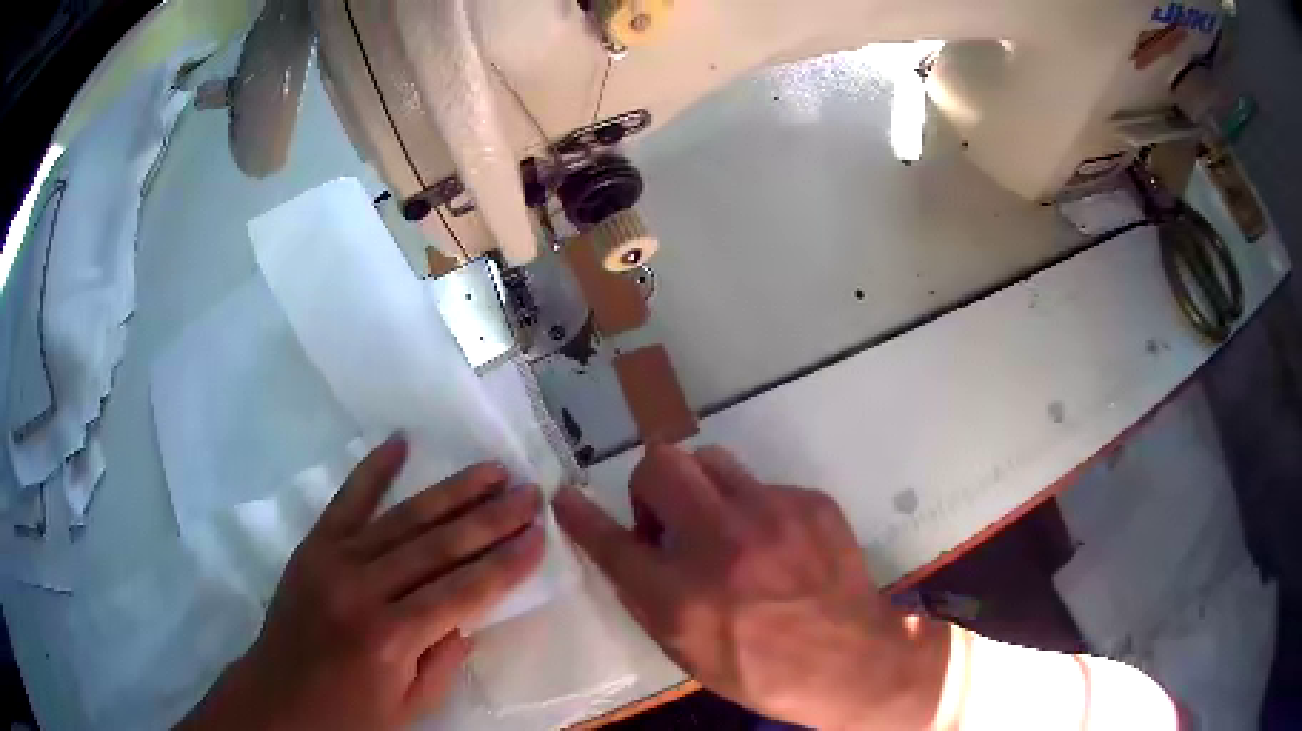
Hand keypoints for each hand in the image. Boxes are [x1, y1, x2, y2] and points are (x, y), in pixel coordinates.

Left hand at [179, 436, 545, 730]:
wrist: (278, 697)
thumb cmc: (350, 715)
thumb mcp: (411, 707)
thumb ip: (445, 660)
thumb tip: (469, 614)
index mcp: (391, 637)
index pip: (463, 591)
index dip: (506, 563)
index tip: (540, 535)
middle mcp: (363, 590)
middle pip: (438, 546)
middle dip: (491, 518)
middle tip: (529, 492)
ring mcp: (334, 560)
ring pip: (403, 518)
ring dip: (452, 491)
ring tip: (492, 469)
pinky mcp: (313, 545)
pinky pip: (347, 500)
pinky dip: (374, 469)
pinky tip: (401, 443)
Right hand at [553, 445, 949, 730]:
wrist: (853, 661)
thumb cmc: (763, 671)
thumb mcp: (688, 652)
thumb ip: (648, 599)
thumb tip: (627, 553)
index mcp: (681, 595)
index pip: (612, 540)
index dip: (581, 516)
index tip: (567, 498)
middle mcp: (720, 543)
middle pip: (660, 465)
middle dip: (649, 485)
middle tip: (667, 518)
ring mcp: (772, 514)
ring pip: (711, 460)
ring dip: (701, 488)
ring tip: (721, 525)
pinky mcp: (810, 502)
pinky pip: (763, 486)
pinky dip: (754, 510)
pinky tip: (776, 546)